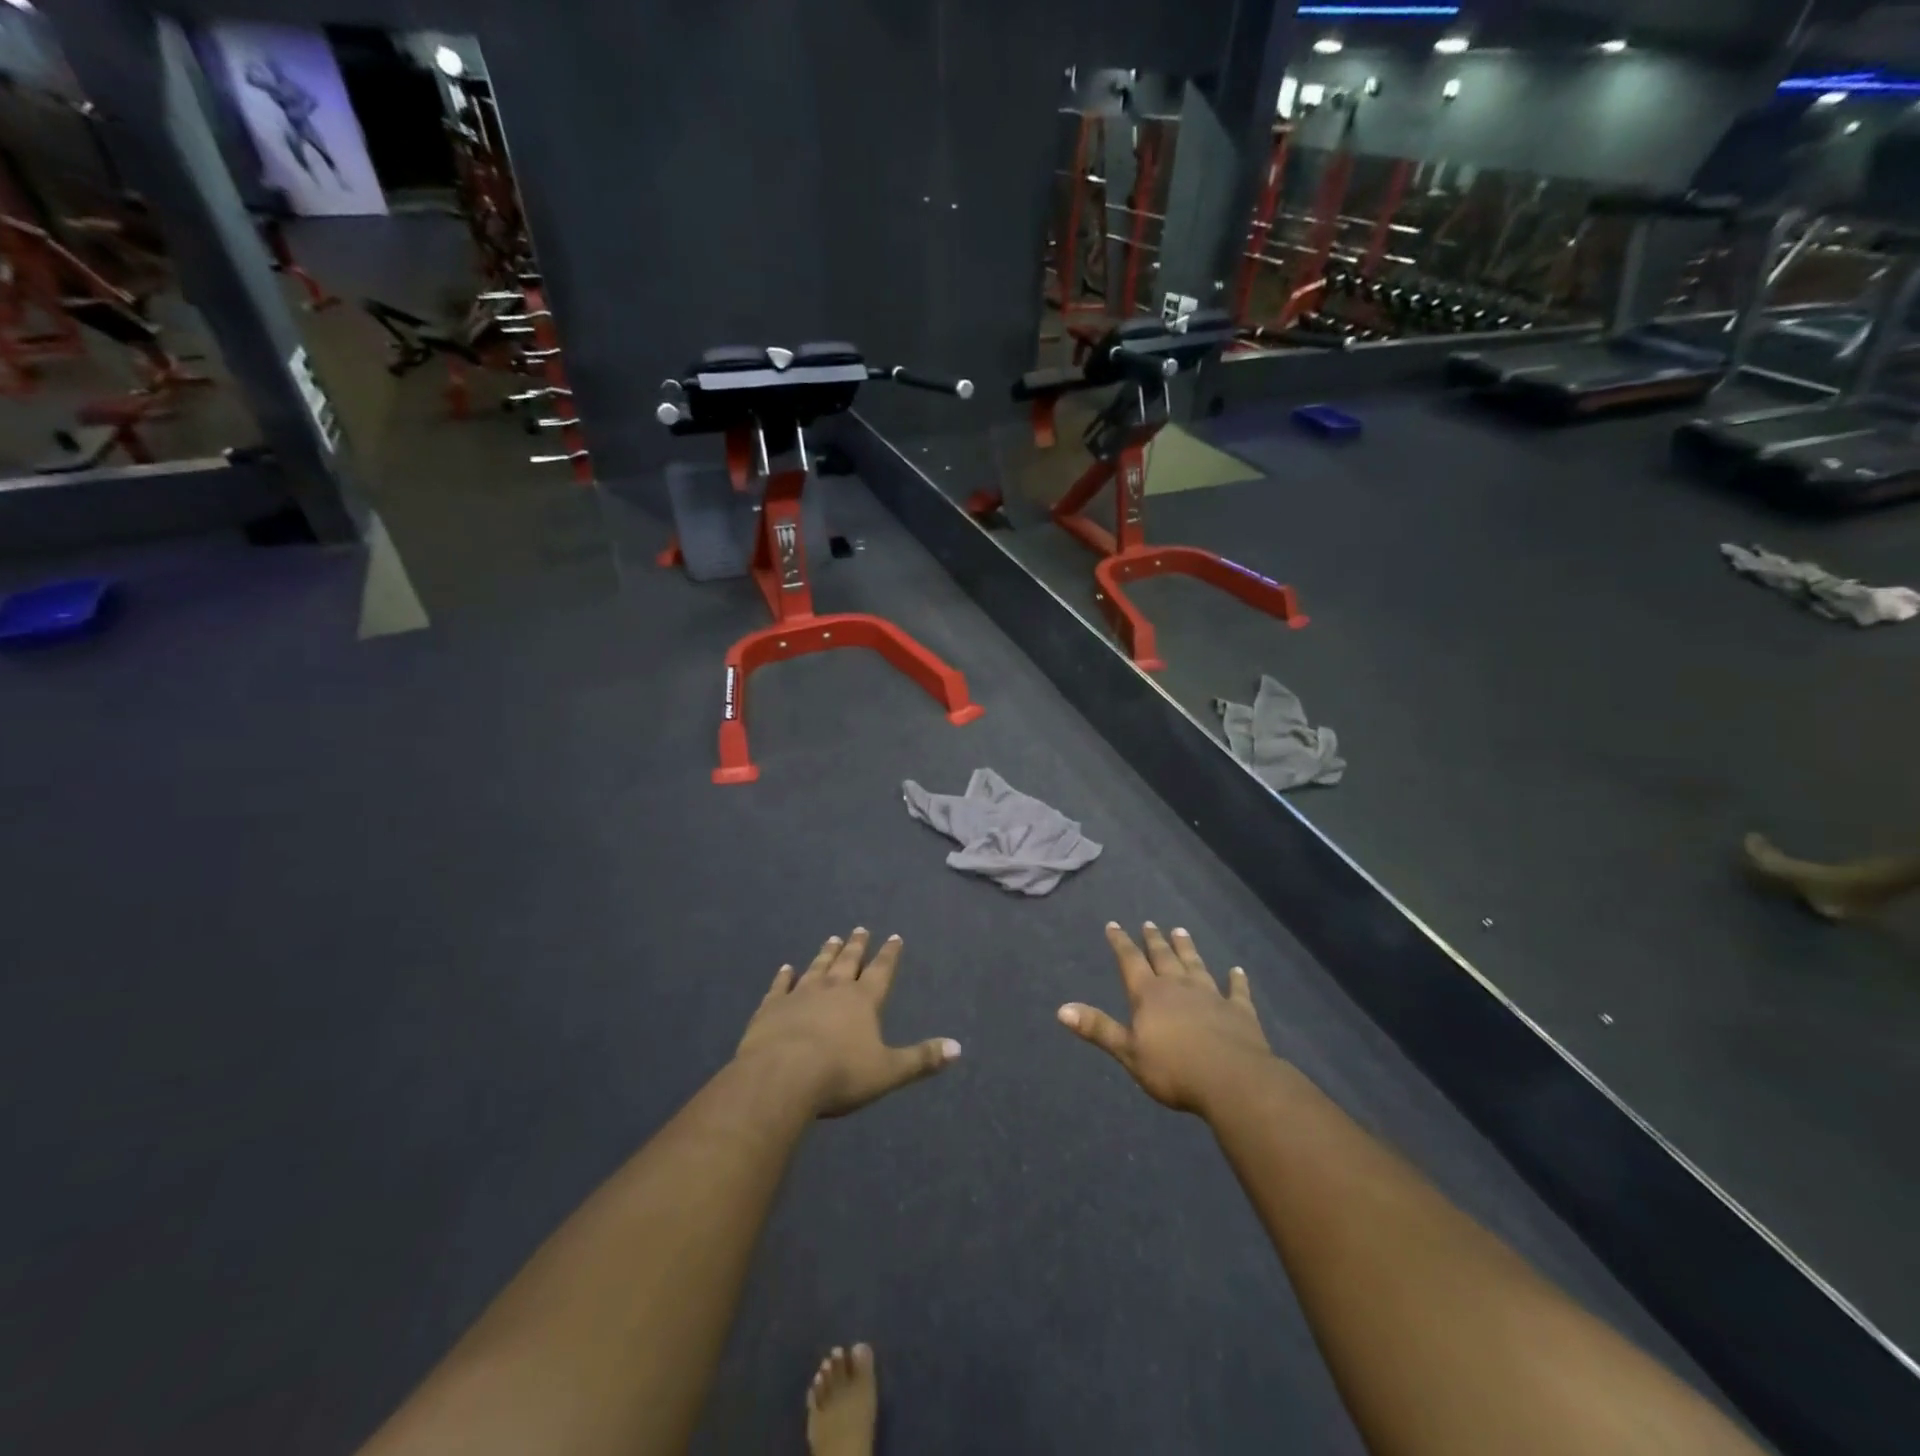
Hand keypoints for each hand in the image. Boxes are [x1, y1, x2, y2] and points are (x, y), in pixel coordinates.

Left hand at [736, 929, 960, 1117]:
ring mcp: (800, 994)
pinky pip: (780, 986)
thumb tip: (957, 1047)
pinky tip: (786, 968)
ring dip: (826, 954)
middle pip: (848, 962)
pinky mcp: (771, 1007)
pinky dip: (784, 976)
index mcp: (863, 1001)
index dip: (889, 955)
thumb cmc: (840, 1074)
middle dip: (857, 946)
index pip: (881, 971)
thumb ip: (921, 1058)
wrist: (781, 1076)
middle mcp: (833, 989)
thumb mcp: (888, 1071)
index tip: (894, 937)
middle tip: (860, 929)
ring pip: (817, 967)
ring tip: (832, 938)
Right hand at [1058, 922, 1275, 1114]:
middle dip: (1154, 940)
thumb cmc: (1174, 1069)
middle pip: (1164, 957)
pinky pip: (1237, 990)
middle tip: (1149, 923)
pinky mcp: (1240, 1011)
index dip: (1120, 942)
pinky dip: (1236, 980)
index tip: (1113, 924)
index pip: (1130, 961)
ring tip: (1180, 930)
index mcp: (1150, 995)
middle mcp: (1179, 987)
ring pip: (1196, 965)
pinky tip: (1237, 971)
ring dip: (1187, 948)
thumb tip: (1061, 1009)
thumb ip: (1098, 1028)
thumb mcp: (1128, 1052)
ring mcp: (1212, 996)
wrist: (1233, 1080)